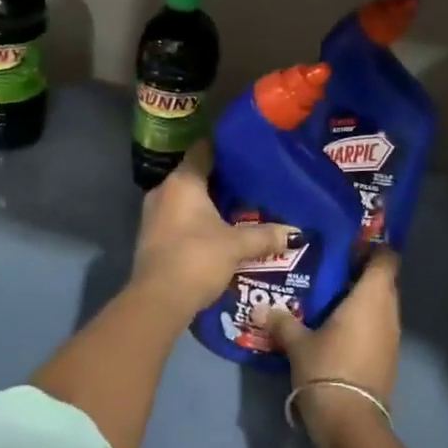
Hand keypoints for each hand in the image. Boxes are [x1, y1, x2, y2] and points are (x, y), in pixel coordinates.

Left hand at [130, 141, 291, 315]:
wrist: (157, 300)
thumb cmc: (197, 258)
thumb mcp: (236, 246)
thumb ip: (265, 235)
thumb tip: (296, 233)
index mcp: (183, 181)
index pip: (203, 149)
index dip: (224, 146)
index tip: (246, 148)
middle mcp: (164, 191)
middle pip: (195, 174)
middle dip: (221, 178)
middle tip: (250, 181)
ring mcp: (153, 215)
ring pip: (186, 199)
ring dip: (208, 202)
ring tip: (239, 206)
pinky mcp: (151, 237)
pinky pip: (178, 218)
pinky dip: (197, 220)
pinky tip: (218, 230)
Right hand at [265, 249, 400, 447]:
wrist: (351, 423)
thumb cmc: (327, 369)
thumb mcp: (297, 343)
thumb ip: (281, 320)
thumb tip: (258, 308)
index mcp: (371, 297)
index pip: (386, 259)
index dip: (373, 248)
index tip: (349, 245)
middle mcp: (388, 312)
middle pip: (384, 281)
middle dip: (362, 273)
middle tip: (331, 269)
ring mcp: (392, 337)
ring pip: (382, 306)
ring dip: (363, 299)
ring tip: (330, 296)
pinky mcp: (389, 358)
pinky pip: (380, 327)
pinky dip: (364, 321)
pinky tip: (338, 326)